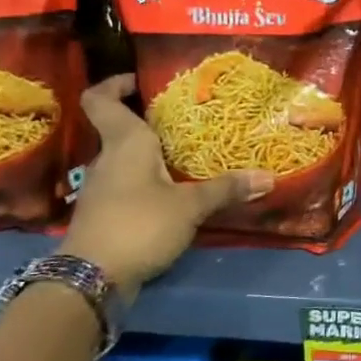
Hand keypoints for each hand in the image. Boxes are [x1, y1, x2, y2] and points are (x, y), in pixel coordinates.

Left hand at [58, 75, 272, 291]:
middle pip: (119, 128)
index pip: (99, 99)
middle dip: (149, 122)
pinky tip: (173, 193)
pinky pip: (128, 185)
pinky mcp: (105, 214)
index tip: (141, 81)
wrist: (92, 278)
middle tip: (186, 121)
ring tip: (188, 157)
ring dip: (151, 156)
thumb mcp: (190, 206)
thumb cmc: (139, 225)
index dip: (115, 84)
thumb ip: (226, 190)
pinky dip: (148, 183)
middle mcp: (107, 159)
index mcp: (124, 143)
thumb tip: (268, 177)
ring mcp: (102, 188)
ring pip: (125, 159)